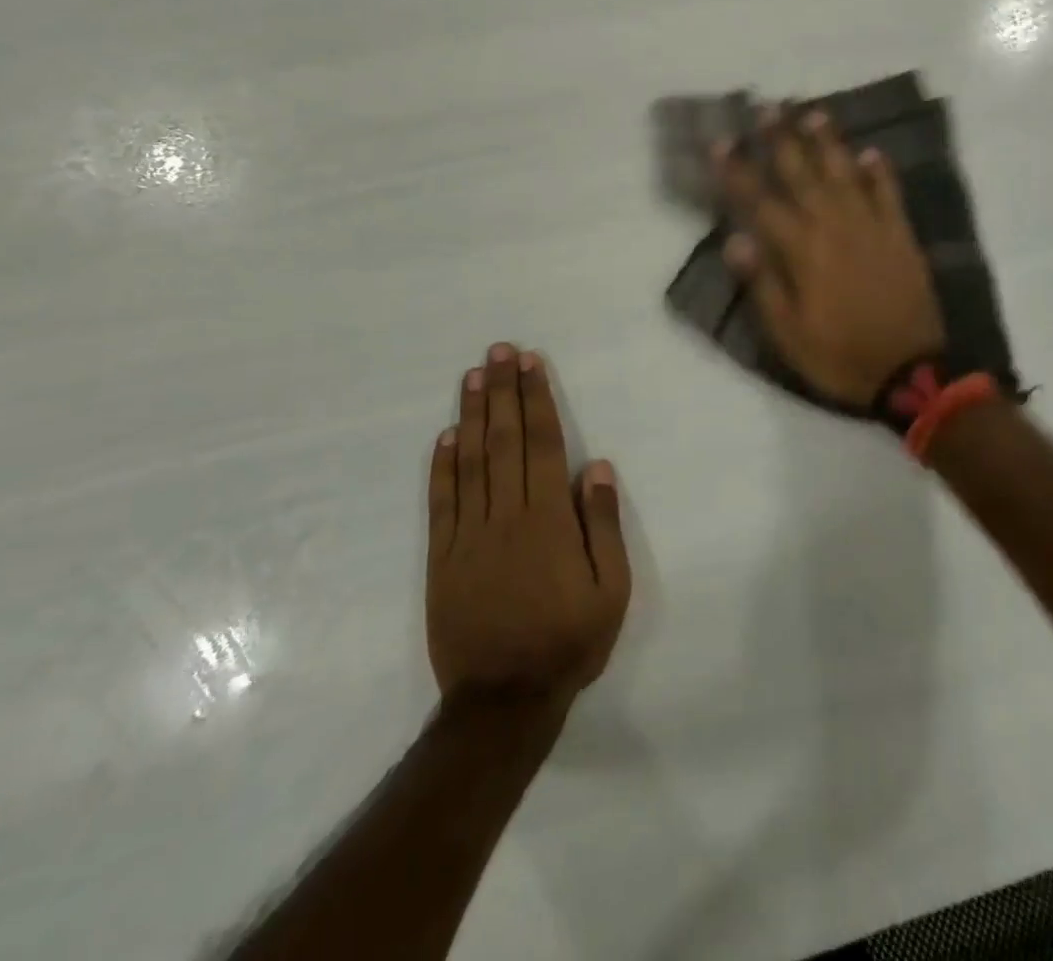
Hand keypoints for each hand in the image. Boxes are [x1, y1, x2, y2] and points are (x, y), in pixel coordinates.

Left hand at [426, 344, 629, 710]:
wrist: (504, 701)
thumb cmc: (569, 641)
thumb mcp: (612, 590)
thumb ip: (604, 525)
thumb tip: (596, 466)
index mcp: (549, 520)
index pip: (541, 444)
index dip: (536, 400)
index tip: (530, 364)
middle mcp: (506, 515)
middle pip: (504, 441)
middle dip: (502, 392)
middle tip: (498, 352)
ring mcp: (469, 535)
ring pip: (470, 462)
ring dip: (471, 416)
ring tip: (472, 376)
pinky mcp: (442, 558)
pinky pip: (441, 503)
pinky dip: (442, 466)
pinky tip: (445, 436)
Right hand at [716, 108, 944, 406]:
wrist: (910, 371)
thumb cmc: (839, 355)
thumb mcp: (788, 333)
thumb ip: (763, 283)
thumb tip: (735, 239)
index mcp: (802, 251)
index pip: (761, 202)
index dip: (738, 171)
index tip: (722, 142)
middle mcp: (835, 227)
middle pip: (803, 174)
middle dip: (782, 139)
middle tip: (768, 106)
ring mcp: (872, 227)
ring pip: (846, 173)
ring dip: (828, 142)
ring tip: (813, 113)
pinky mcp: (901, 236)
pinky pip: (889, 194)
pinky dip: (880, 172)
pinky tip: (871, 153)